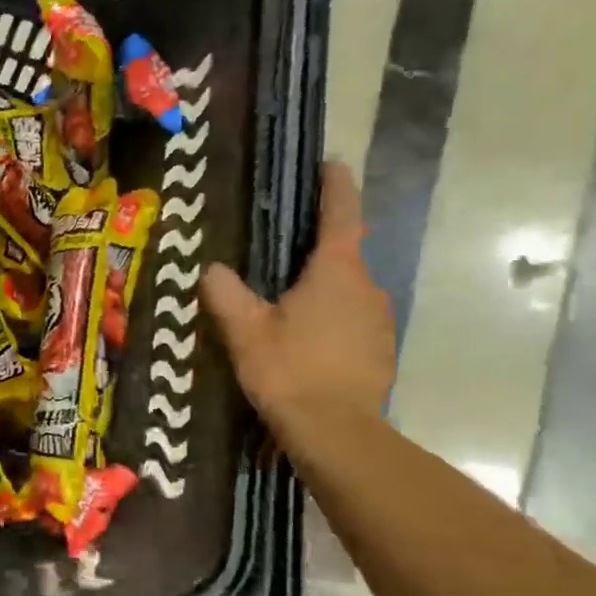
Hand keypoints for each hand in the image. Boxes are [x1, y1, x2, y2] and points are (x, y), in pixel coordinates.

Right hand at [202, 161, 394, 427]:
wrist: (336, 432)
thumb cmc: (289, 370)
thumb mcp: (245, 330)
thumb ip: (226, 294)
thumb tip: (212, 268)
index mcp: (335, 272)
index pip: (341, 215)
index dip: (335, 187)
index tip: (332, 164)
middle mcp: (367, 287)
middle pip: (344, 256)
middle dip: (318, 252)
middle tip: (284, 257)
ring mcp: (380, 320)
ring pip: (349, 292)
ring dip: (325, 291)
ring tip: (291, 307)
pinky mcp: (382, 351)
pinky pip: (355, 322)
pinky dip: (335, 322)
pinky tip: (310, 344)